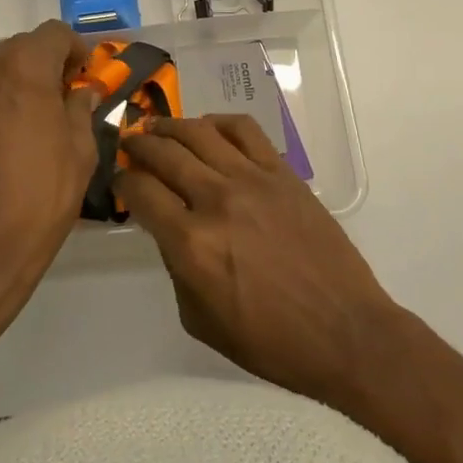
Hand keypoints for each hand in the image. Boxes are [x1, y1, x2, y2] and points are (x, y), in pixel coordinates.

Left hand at [0, 20, 97, 293]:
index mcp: (23, 65)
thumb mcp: (80, 150)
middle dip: (43, 67)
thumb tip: (81, 93)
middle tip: (59, 100)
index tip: (83, 76)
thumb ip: (80, 108)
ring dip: (13, 83)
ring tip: (27, 121)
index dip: (75, 50)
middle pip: (21, 49)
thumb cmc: (40, 194)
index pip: (54, 34)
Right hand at [119, 115, 401, 406]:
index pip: (141, 192)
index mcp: (191, 243)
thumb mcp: (200, 320)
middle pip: (164, 153)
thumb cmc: (270, 341)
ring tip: (157, 126)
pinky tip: (207, 128)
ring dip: (170, 125)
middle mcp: (216, 200)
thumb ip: (175, 269)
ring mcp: (252, 180)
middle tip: (128, 144)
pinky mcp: (282, 172)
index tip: (118, 180)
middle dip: (137, 145)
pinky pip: (244, 130)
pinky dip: (219, 121)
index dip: (121, 182)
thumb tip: (169, 229)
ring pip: (199, 132)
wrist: (344, 331)